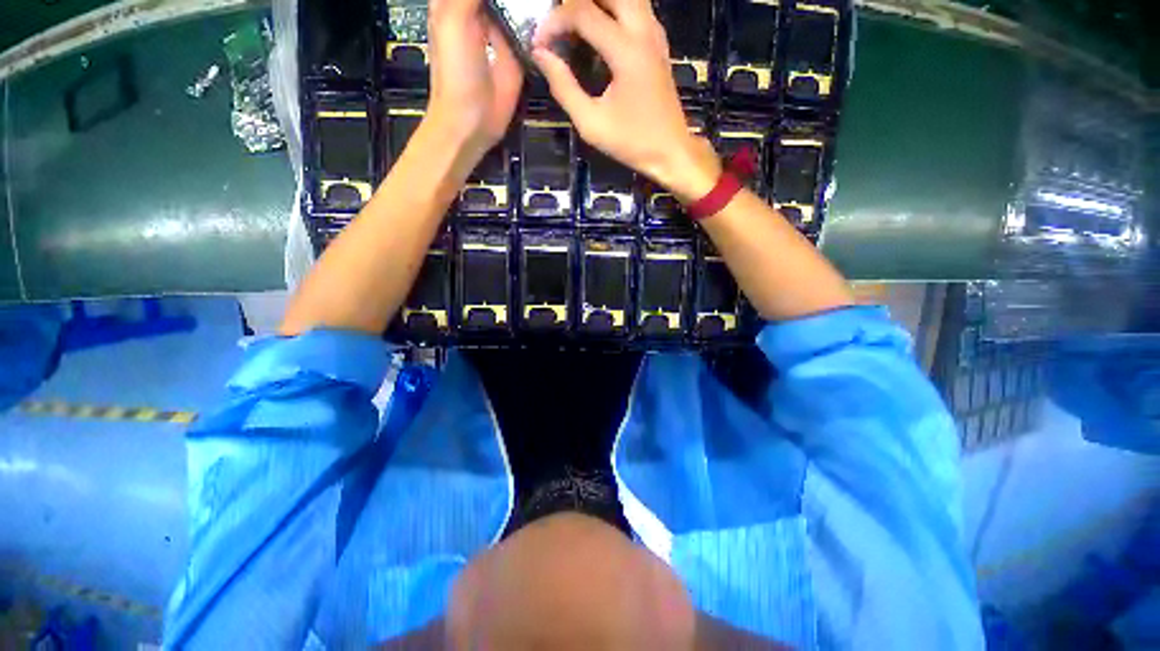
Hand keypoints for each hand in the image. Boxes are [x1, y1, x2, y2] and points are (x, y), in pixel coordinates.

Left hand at [426, 0, 523, 166]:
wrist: (473, 119)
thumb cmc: (456, 70)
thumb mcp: (454, 17)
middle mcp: (480, 8)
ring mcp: (502, 28)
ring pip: (516, 1)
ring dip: (529, 0)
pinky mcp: (520, 49)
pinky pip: (530, 23)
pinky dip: (539, 14)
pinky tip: (551, 8)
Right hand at [532, 0, 720, 201]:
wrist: (670, 151)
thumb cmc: (631, 142)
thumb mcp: (591, 123)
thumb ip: (564, 87)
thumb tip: (541, 55)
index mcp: (626, 51)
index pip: (582, 13)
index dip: (554, 21)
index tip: (539, 44)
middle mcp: (644, 31)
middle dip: (576, 3)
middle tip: (558, 26)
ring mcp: (655, 34)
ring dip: (597, 3)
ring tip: (575, 26)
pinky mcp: (659, 42)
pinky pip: (636, 9)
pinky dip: (614, 10)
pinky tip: (601, 31)